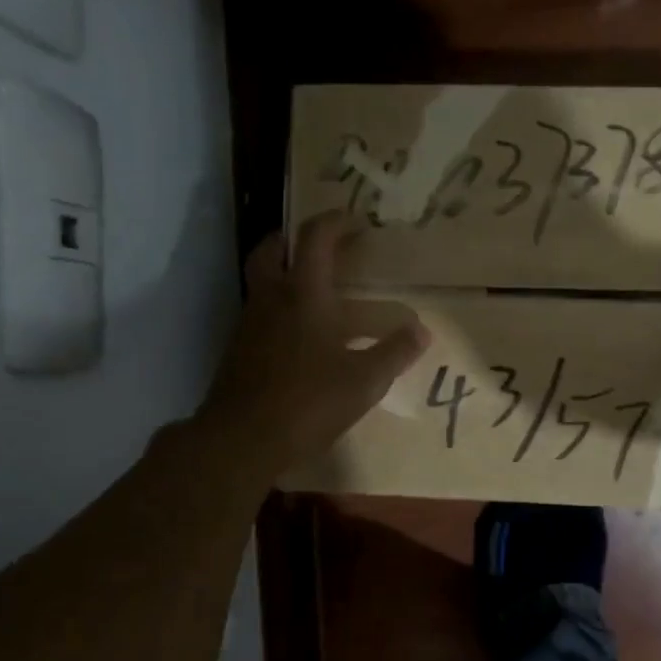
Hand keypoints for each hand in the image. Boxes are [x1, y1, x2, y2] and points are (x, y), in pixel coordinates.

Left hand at [198, 212, 428, 482]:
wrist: (241, 440)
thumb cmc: (308, 401)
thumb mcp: (364, 380)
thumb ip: (395, 352)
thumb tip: (422, 331)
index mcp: (303, 295)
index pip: (316, 238)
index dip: (336, 222)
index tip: (357, 220)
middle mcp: (271, 300)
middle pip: (272, 250)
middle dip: (295, 240)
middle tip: (322, 248)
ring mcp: (249, 325)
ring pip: (263, 283)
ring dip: (286, 276)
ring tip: (319, 295)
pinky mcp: (239, 351)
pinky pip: (261, 315)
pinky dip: (280, 311)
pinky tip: (303, 339)